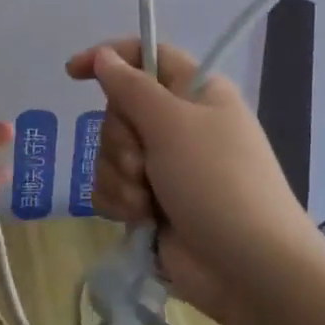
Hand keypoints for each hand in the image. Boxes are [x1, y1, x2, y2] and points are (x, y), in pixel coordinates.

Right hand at [67, 40, 314, 324]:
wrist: (250, 269)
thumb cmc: (217, 181)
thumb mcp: (173, 124)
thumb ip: (131, 86)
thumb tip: (105, 56)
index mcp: (195, 93)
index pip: (147, 57)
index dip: (110, 58)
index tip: (74, 72)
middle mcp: (179, 125)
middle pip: (120, 109)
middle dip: (120, 139)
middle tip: (142, 161)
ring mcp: (165, 167)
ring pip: (111, 152)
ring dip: (120, 176)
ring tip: (147, 200)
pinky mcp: (151, 204)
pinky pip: (112, 188)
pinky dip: (119, 201)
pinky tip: (140, 218)